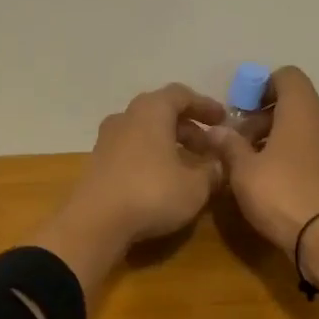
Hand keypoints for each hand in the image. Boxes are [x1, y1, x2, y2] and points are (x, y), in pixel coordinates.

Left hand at [33, 83, 225, 295]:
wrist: (95, 224)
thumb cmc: (152, 193)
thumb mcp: (196, 186)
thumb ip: (213, 170)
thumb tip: (221, 164)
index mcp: (151, 110)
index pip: (181, 95)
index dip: (205, 106)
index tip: (223, 120)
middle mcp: (126, 117)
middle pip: (161, 113)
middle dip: (188, 128)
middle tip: (209, 148)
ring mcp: (107, 140)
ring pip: (145, 133)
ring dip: (169, 144)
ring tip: (189, 166)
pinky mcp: (97, 164)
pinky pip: (131, 150)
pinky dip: (151, 158)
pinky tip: (163, 180)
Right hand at [207, 66, 318, 253]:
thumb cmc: (281, 193)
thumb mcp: (243, 170)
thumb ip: (229, 146)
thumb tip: (214, 131)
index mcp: (301, 111)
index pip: (288, 76)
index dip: (263, 85)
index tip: (241, 109)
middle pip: (294, 104)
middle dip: (264, 117)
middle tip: (239, 141)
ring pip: (302, 130)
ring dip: (277, 138)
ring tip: (252, 163)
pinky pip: (311, 153)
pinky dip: (292, 157)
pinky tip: (272, 181)